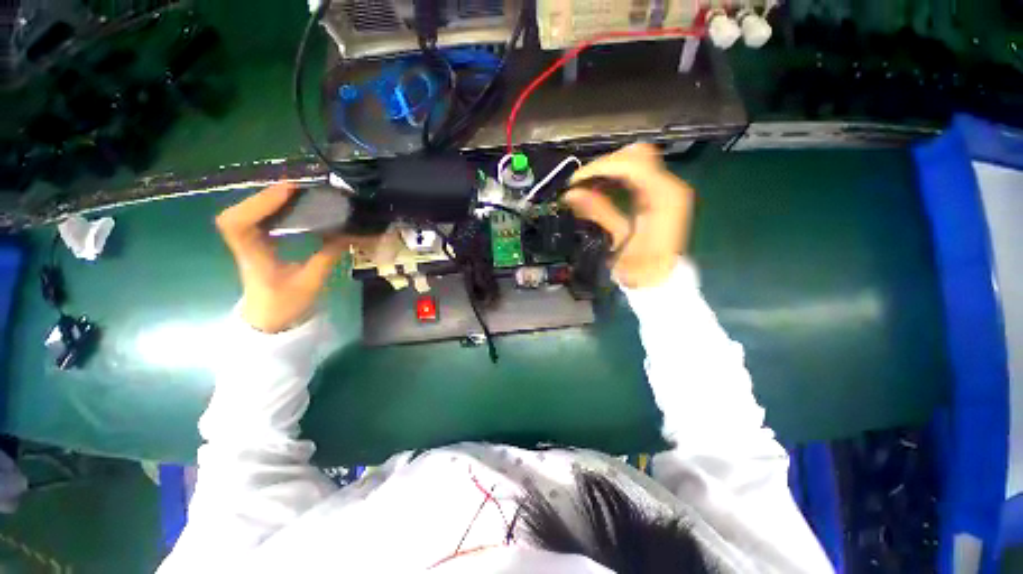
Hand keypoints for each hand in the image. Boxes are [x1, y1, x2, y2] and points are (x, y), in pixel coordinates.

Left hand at [215, 183, 368, 332]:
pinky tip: (288, 206)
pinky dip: (269, 208)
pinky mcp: (255, 244)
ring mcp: (248, 244)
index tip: (287, 191)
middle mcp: (245, 246)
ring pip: (245, 214)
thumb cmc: (285, 306)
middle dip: (264, 197)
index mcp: (254, 258)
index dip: (259, 203)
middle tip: (295, 188)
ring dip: (267, 200)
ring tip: (295, 194)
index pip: (238, 225)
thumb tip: (348, 234)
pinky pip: (255, 220)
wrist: (268, 320)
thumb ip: (327, 257)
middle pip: (238, 214)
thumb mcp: (311, 283)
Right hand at [564, 143, 693, 288]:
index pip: (632, 164)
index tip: (575, 181)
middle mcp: (669, 185)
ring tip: (585, 187)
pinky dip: (615, 178)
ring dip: (607, 170)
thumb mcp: (618, 238)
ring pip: (635, 161)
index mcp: (664, 195)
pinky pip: (635, 174)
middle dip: (603, 165)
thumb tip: (570, 194)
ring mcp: (666, 188)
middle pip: (634, 155)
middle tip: (580, 184)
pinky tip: (598, 189)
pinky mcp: (659, 193)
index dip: (600, 168)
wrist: (660, 281)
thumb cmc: (639, 266)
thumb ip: (598, 210)